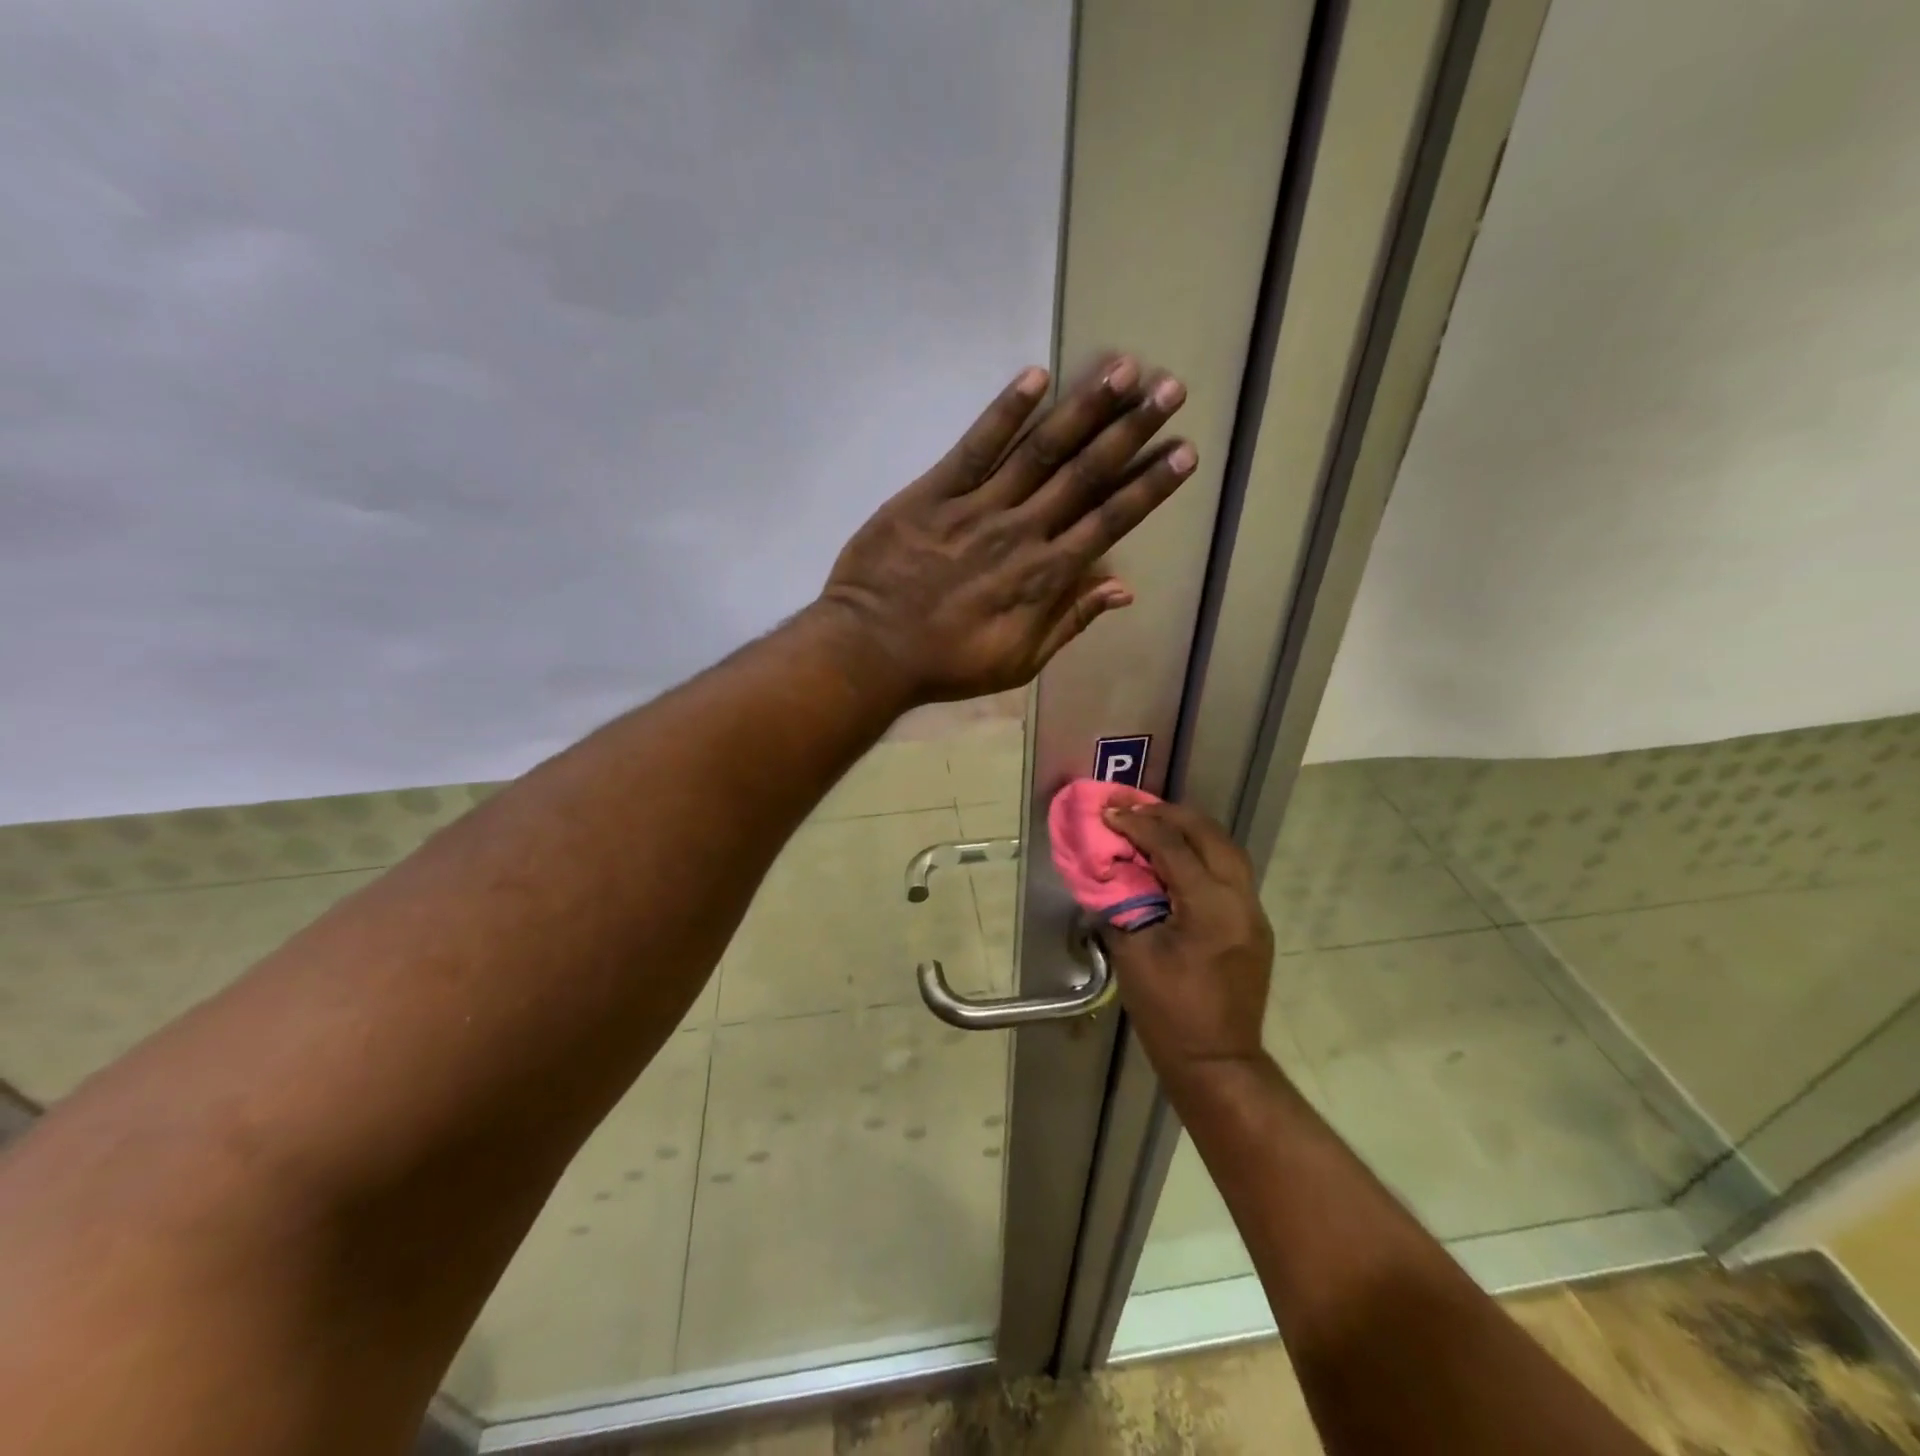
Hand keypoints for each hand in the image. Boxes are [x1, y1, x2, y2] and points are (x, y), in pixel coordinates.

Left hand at [819, 355, 1194, 703]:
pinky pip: (975, 446)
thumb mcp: (1019, 661)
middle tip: (1172, 389)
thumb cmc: (948, 663)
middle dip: (1133, 430)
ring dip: (1085, 409)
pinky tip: (1036, 377)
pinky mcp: (934, 493)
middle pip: (1086, 474)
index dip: (1150, 486)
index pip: (1110, 521)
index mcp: (1046, 576)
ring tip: (1124, 369)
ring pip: (1041, 451)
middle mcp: (1023, 532)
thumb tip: (1124, 588)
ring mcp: (978, 508)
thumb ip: (1071, 621)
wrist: (872, 650)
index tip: (1185, 451)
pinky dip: (1005, 411)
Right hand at [1102, 798, 1274, 1084]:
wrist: (1217, 1062)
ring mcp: (1253, 912)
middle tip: (1134, 807)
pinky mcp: (1254, 925)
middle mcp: (1240, 899)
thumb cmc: (1169, 1012)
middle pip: (1209, 835)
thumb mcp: (1133, 955)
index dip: (1137, 825)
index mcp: (1210, 906)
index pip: (1172, 847)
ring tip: (1156, 823)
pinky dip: (1203, 853)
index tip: (1109, 813)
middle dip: (1169, 815)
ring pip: (1227, 849)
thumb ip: (1121, 906)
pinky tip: (1178, 858)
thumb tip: (1109, 874)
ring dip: (1191, 830)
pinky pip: (1230, 872)